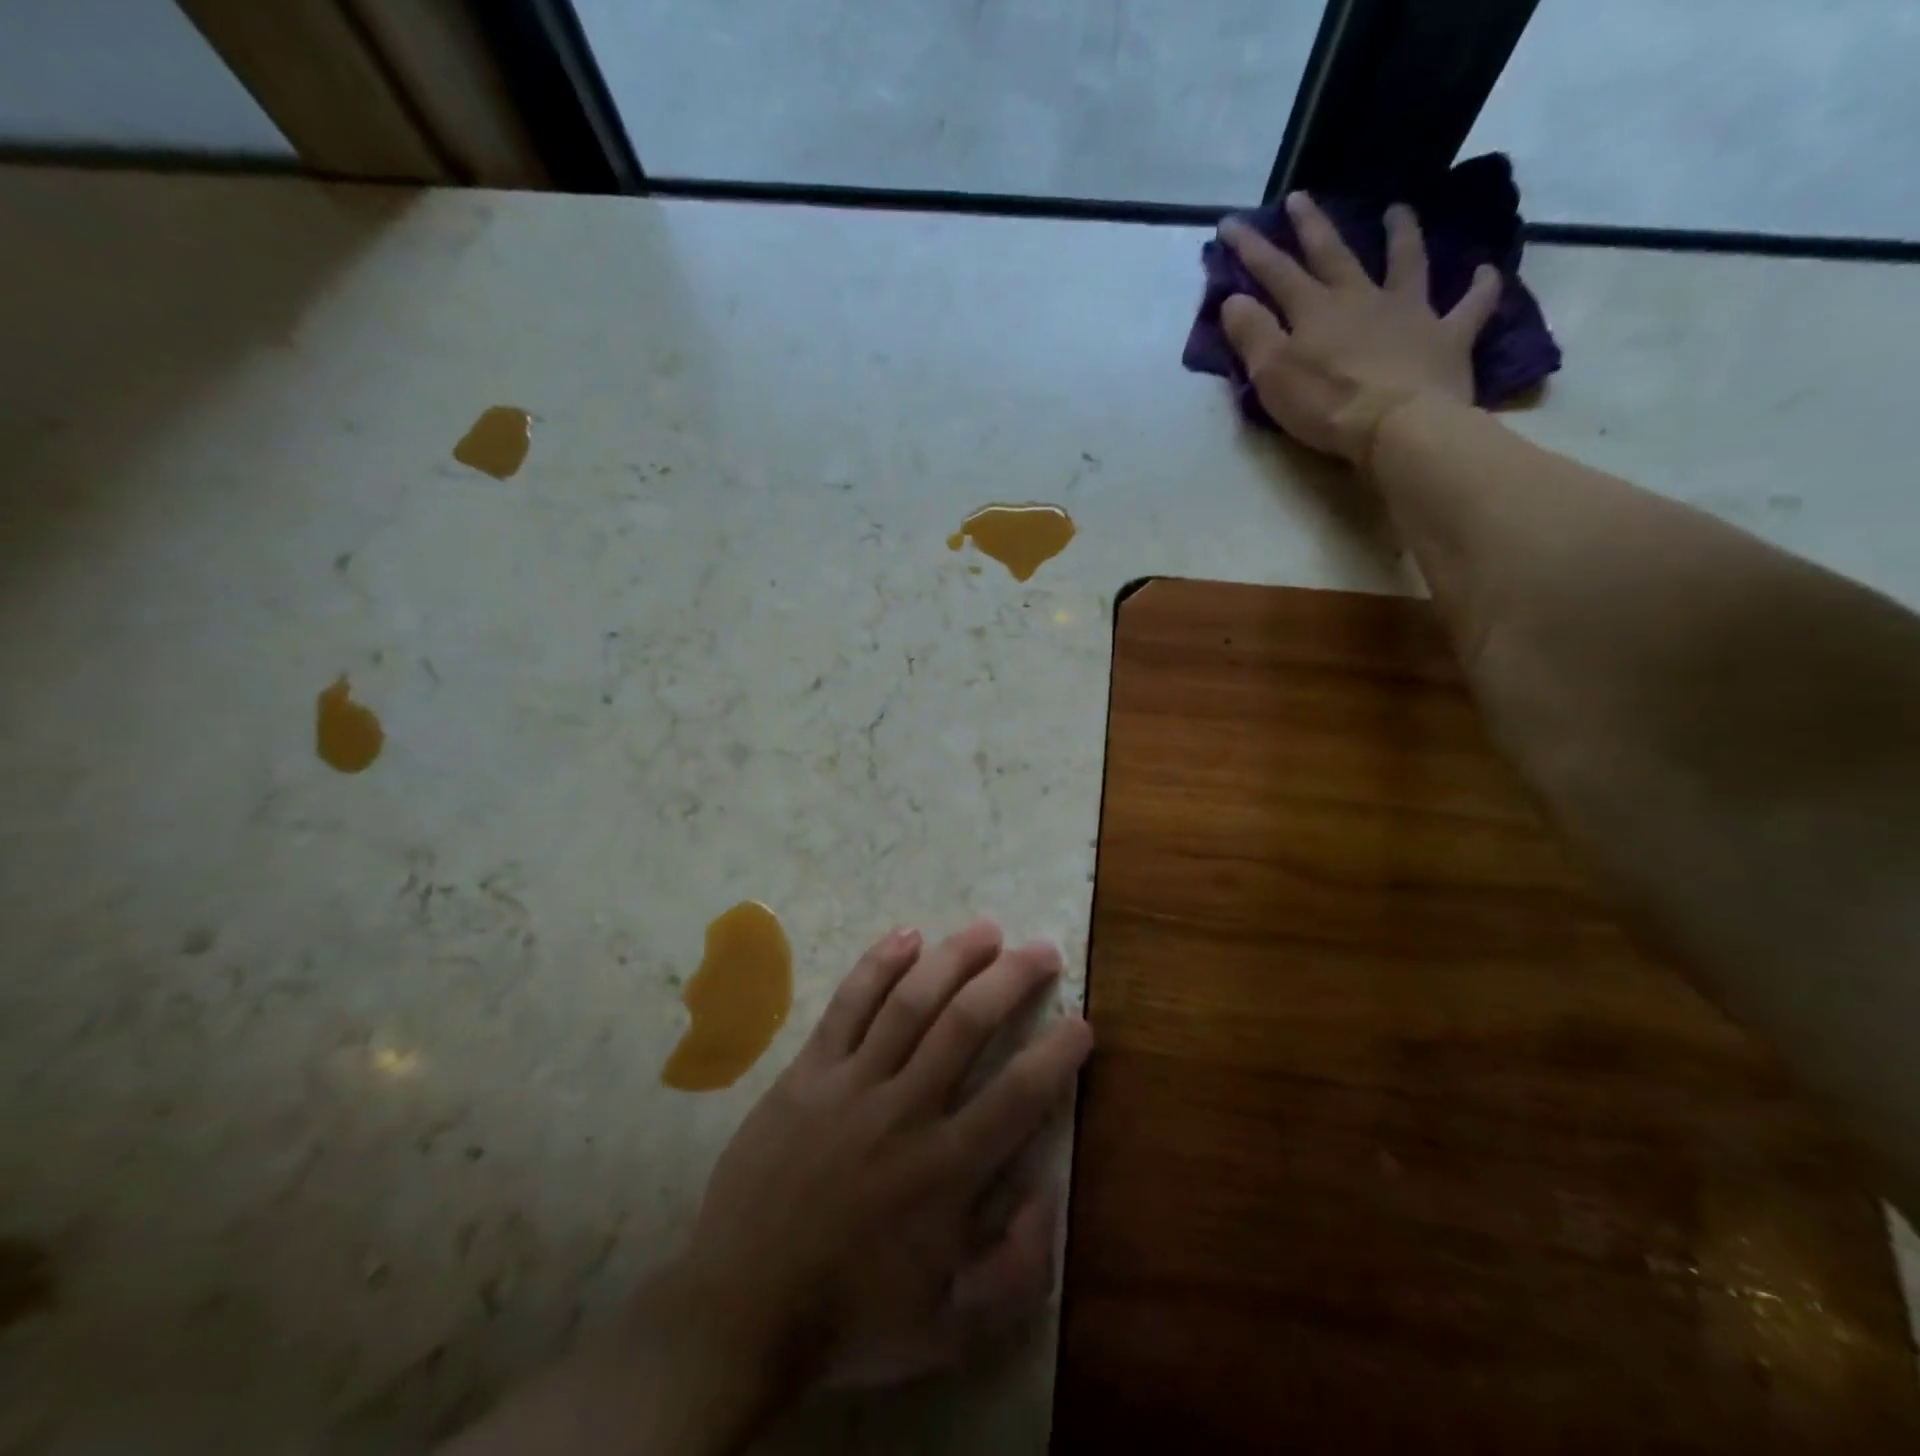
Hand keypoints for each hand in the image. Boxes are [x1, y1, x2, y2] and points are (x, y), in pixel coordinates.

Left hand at [671, 919, 1091, 1392]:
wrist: (739, 1311)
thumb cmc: (851, 1318)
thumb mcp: (949, 1329)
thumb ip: (1015, 1270)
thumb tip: (1048, 1193)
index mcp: (946, 1171)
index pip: (1019, 1094)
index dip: (1057, 1053)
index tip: (1080, 1022)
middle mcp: (904, 1111)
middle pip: (967, 1024)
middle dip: (1012, 979)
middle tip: (1043, 950)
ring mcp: (851, 1084)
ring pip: (911, 1002)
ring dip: (954, 958)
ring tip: (987, 930)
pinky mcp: (807, 1072)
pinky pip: (847, 1006)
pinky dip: (878, 966)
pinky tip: (907, 937)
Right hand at [1220, 193, 1502, 464]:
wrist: (1398, 425)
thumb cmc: (1327, 404)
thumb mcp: (1272, 375)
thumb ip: (1252, 334)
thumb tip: (1233, 299)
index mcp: (1316, 310)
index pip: (1275, 271)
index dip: (1251, 247)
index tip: (1229, 223)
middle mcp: (1362, 298)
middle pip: (1333, 254)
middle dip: (1312, 226)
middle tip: (1300, 197)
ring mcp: (1409, 312)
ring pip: (1406, 262)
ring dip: (1401, 234)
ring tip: (1398, 209)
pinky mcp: (1447, 337)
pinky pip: (1470, 306)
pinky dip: (1480, 287)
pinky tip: (1485, 271)